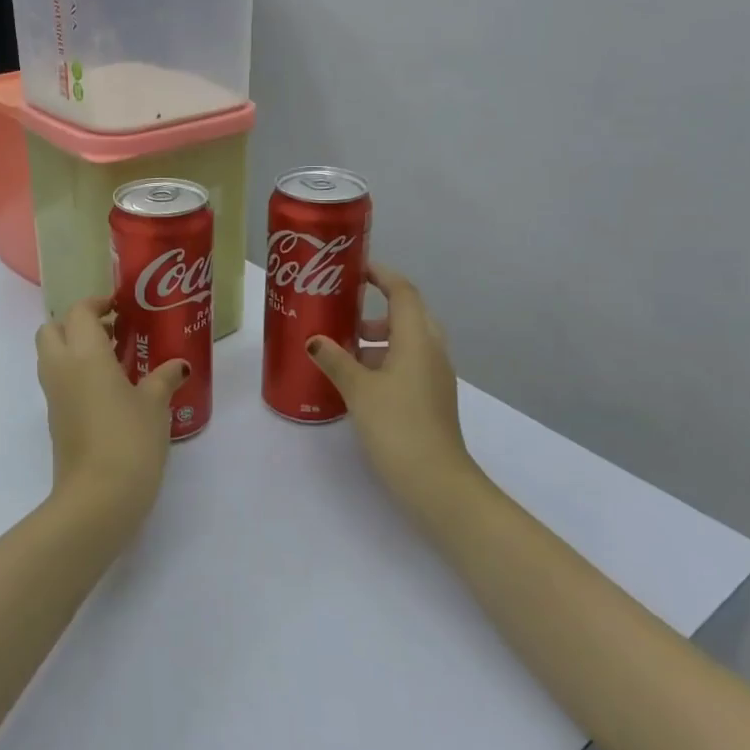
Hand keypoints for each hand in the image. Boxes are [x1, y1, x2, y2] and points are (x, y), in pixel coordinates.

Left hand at [35, 297, 187, 523]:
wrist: (98, 497)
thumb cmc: (129, 439)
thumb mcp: (155, 405)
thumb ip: (164, 378)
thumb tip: (178, 365)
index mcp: (84, 353)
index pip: (79, 312)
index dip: (97, 304)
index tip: (120, 308)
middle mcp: (61, 368)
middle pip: (52, 329)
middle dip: (75, 324)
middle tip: (110, 333)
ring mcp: (53, 396)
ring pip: (51, 356)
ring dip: (74, 349)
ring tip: (114, 360)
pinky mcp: (55, 420)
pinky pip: (58, 382)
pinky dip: (75, 374)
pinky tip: (109, 390)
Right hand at [307, 263, 490, 516]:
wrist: (436, 482)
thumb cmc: (397, 425)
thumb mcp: (358, 389)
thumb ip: (335, 360)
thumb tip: (314, 340)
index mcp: (417, 339)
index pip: (403, 292)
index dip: (382, 275)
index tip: (355, 268)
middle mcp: (431, 351)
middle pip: (408, 314)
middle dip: (377, 308)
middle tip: (344, 309)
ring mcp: (435, 376)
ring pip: (408, 341)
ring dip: (379, 337)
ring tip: (343, 346)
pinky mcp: (431, 397)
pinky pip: (409, 363)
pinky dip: (385, 359)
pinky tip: (358, 378)